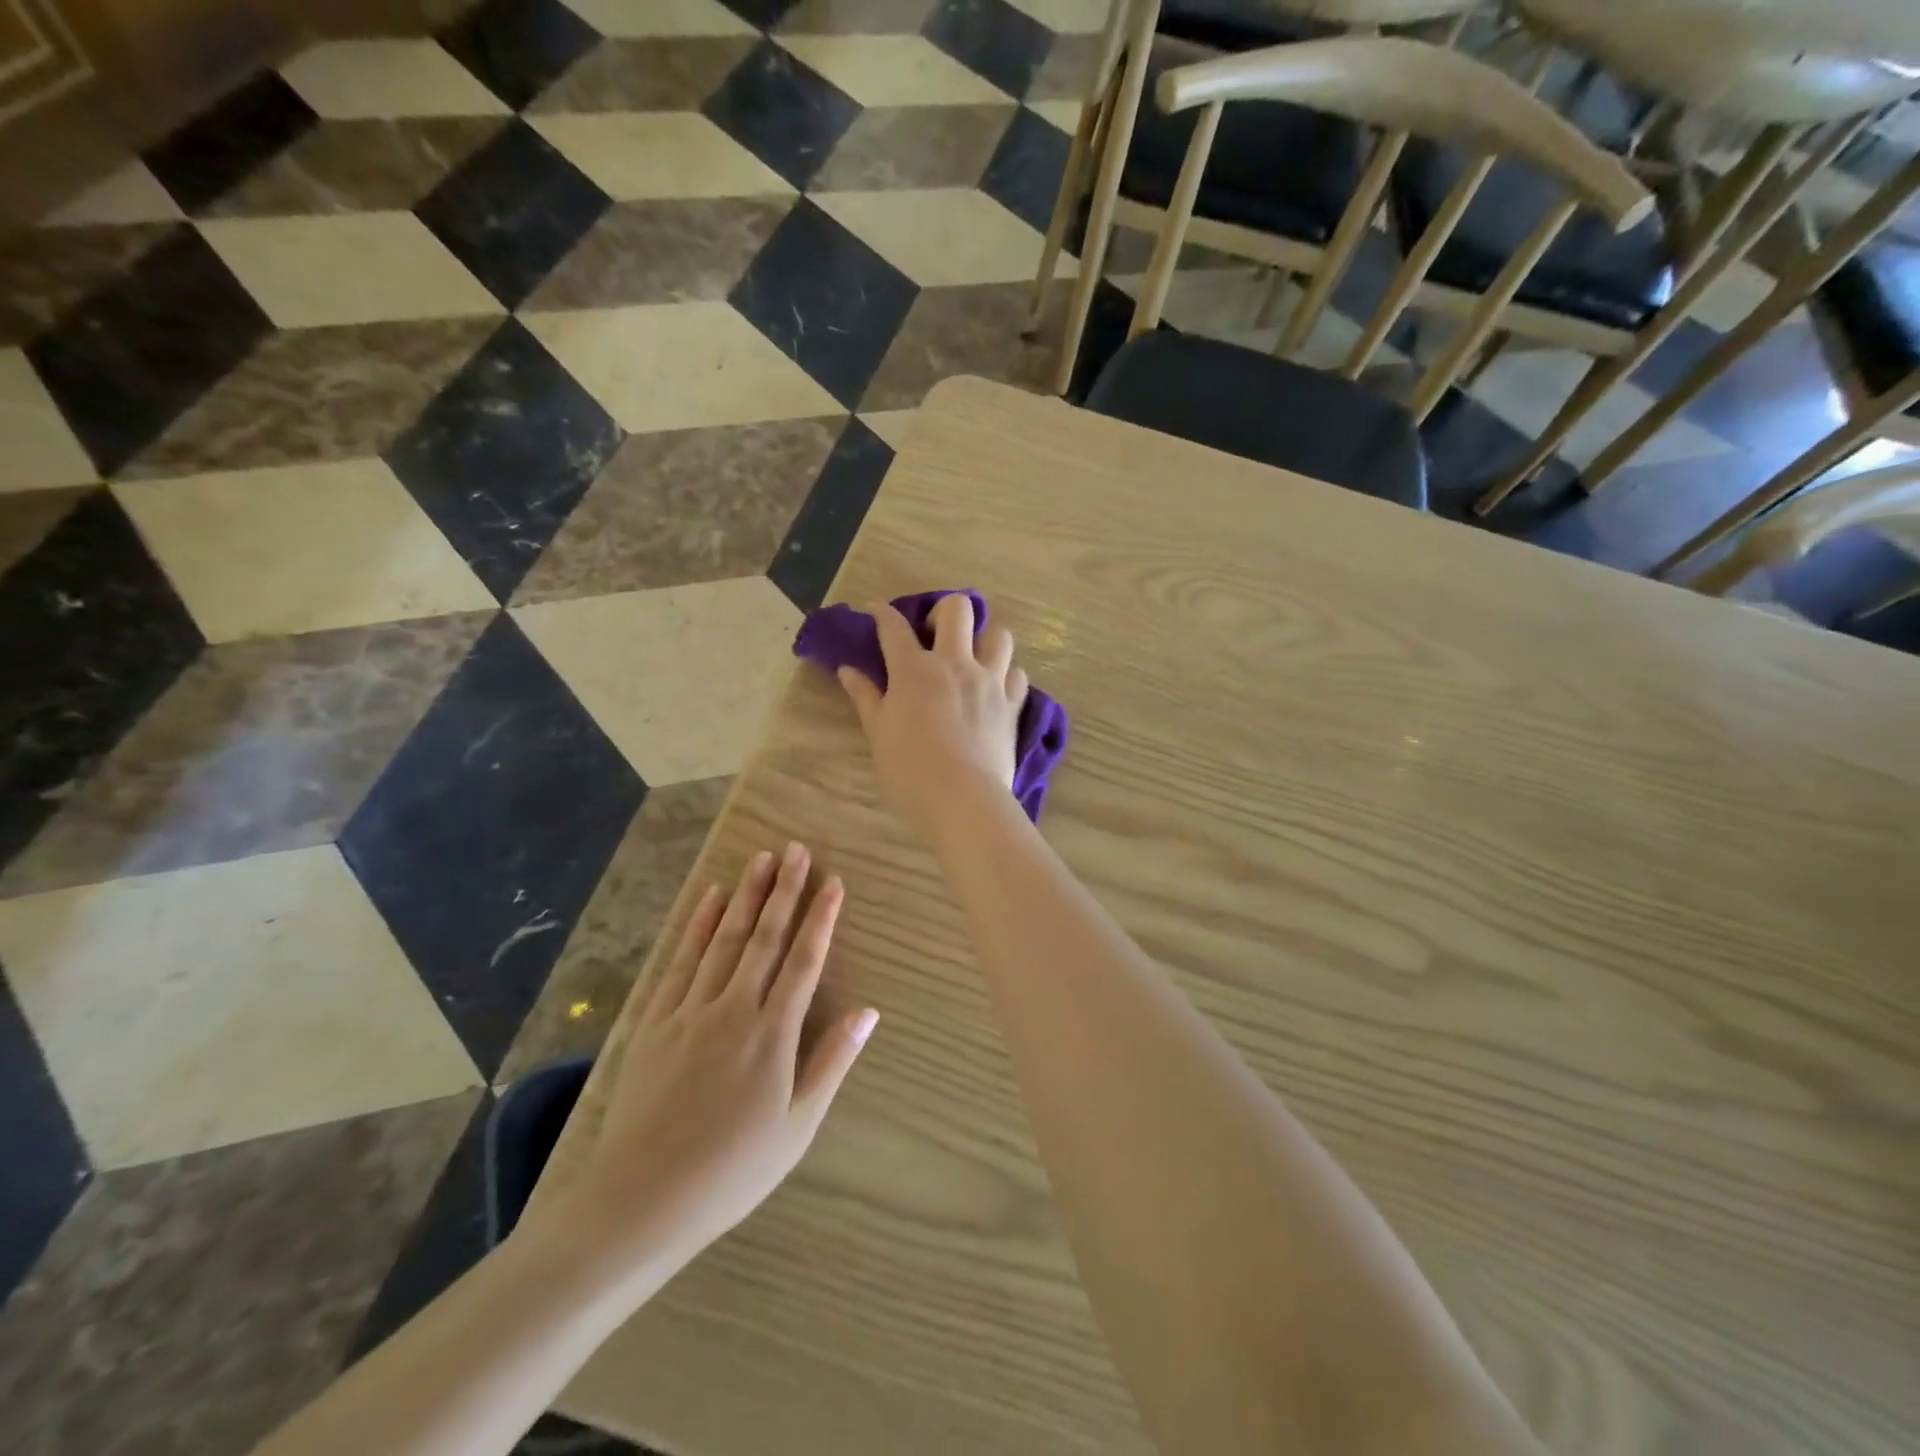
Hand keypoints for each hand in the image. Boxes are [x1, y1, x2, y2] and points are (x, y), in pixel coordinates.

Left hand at [532, 844, 875, 1282]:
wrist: (639, 1202)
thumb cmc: (731, 1171)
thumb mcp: (797, 1126)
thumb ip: (831, 1062)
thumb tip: (868, 1012)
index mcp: (771, 1034)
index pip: (804, 961)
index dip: (821, 918)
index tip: (833, 882)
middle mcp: (732, 1009)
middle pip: (763, 938)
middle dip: (783, 890)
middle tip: (796, 849)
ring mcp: (688, 1011)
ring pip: (723, 940)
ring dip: (744, 896)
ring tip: (760, 858)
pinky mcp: (654, 1021)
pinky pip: (680, 961)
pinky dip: (696, 926)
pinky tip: (708, 899)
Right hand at [838, 594, 1027, 835]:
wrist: (962, 800)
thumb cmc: (909, 770)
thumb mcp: (878, 734)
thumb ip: (866, 697)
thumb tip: (848, 670)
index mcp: (914, 669)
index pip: (894, 627)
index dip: (881, 613)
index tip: (875, 612)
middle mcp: (955, 664)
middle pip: (957, 609)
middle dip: (942, 611)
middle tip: (933, 635)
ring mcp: (989, 682)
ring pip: (998, 635)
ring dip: (984, 639)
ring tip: (972, 658)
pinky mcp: (1012, 705)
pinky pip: (1017, 674)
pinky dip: (1006, 675)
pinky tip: (995, 689)